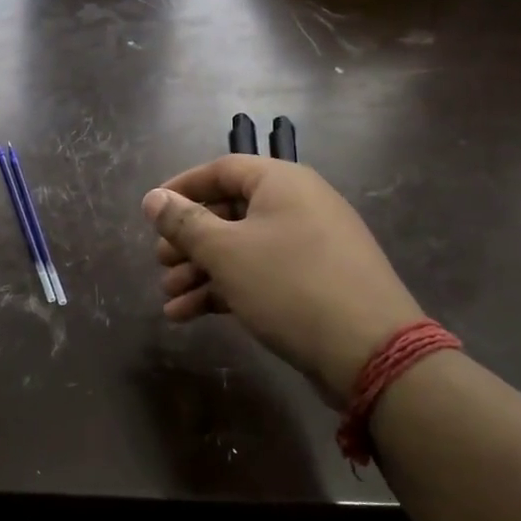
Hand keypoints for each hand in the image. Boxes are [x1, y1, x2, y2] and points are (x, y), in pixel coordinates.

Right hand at [142, 156, 422, 400]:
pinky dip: (225, 289)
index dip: (182, 187)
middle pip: (229, 212)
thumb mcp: (226, 251)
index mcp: (282, 183)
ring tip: (169, 299)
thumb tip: (152, 197)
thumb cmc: (289, 285)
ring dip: (201, 271)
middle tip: (159, 262)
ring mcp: (308, 246)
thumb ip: (185, 222)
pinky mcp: (312, 283)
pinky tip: (189, 315)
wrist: (370, 350)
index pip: (222, 169)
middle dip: (188, 240)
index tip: (151, 211)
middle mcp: (298, 205)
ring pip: (241, 249)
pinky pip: (259, 274)